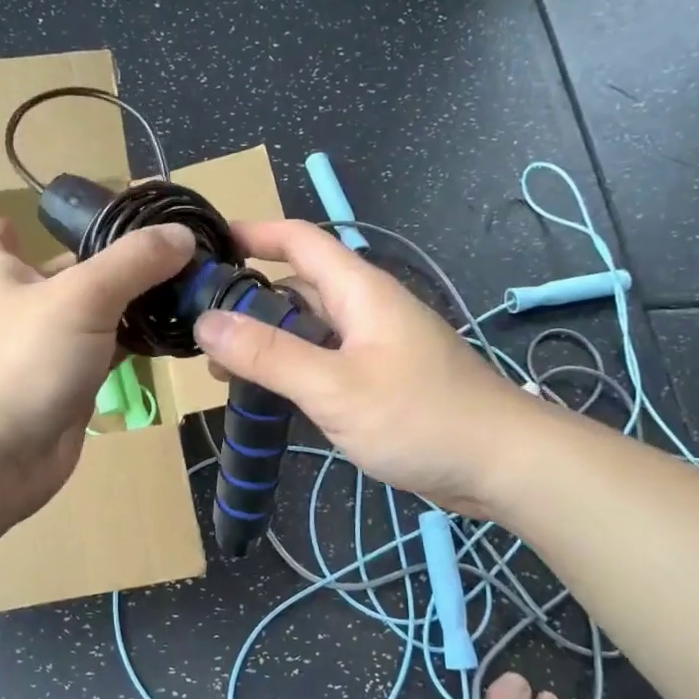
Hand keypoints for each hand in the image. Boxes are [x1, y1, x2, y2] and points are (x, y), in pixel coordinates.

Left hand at [0, 217, 195, 523]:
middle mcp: (18, 311)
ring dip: (127, 306)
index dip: (12, 227)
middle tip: (165, 248)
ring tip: (182, 286)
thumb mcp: (82, 297)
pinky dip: (132, 346)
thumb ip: (134, 262)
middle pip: (63, 276)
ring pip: (90, 319)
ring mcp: (43, 354)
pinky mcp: (67, 391)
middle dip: (104, 262)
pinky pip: (104, 357)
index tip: (38, 219)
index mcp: (0, 276)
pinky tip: (168, 336)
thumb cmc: (21, 361)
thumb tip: (182, 234)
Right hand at [193, 220, 544, 520]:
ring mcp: (373, 346)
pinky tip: (266, 394)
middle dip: (248, 299)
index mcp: (359, 291)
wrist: (500, 465)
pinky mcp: (378, 380)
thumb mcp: (335, 386)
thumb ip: (269, 355)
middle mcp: (364, 309)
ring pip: (308, 329)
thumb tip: (206, 322)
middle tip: (198, 327)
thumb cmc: (420, 416)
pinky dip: (291, 369)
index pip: (299, 240)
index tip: (206, 246)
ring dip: (266, 341)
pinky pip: (323, 361)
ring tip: (219, 370)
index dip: (253, 233)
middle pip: (297, 287)